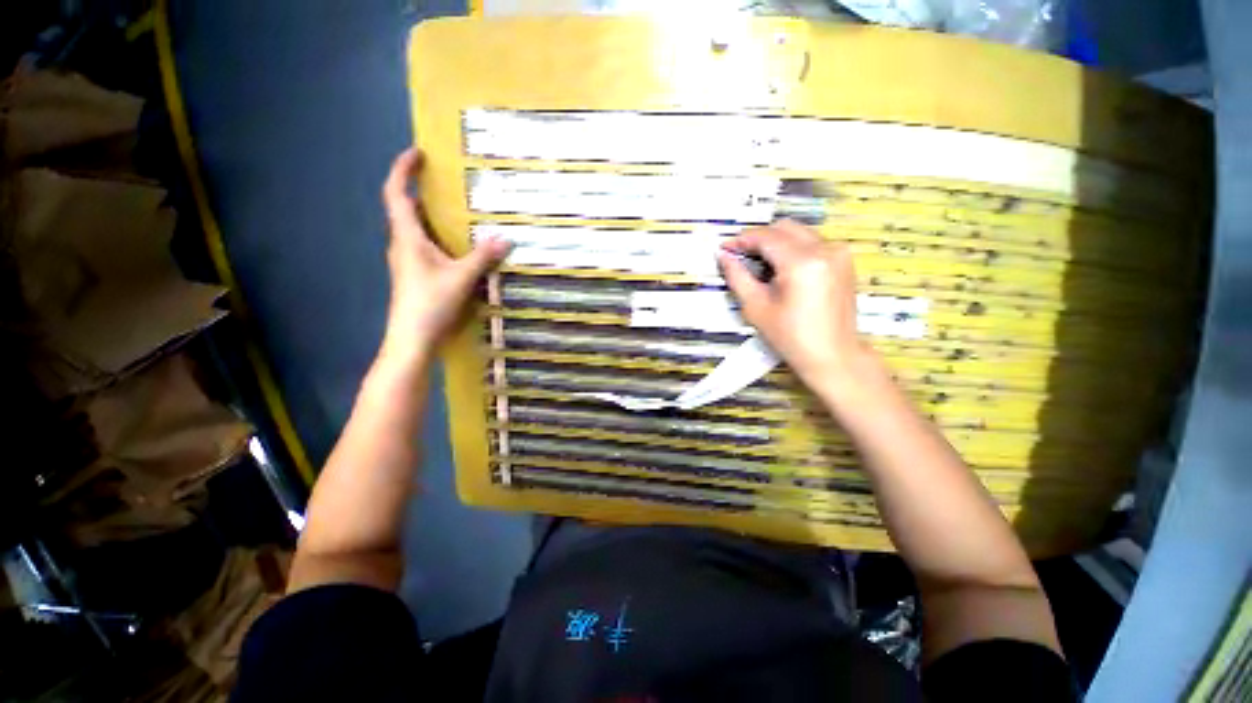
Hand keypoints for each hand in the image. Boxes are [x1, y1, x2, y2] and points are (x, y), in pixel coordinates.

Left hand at [381, 148, 509, 355]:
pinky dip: (436, 236)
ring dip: (429, 215)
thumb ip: (483, 257)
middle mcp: (402, 245)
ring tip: (453, 210)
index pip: (396, 194)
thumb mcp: (462, 278)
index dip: (402, 170)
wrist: (412, 339)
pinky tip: (455, 246)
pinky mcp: (415, 275)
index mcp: (407, 238)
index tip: (417, 153)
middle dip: (418, 190)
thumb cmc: (430, 303)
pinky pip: (424, 246)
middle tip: (442, 181)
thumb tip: (506, 238)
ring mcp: (407, 262)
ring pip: (414, 229)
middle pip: (404, 209)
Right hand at [718, 219, 871, 388]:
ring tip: (760, 266)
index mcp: (803, 262)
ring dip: (776, 243)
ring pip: (799, 233)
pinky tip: (782, 271)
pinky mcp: (844, 260)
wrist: (833, 355)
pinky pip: (812, 243)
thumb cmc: (791, 337)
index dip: (742, 240)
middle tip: (740, 257)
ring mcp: (839, 253)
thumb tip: (723, 256)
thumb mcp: (756, 307)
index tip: (725, 248)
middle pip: (784, 228)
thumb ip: (737, 276)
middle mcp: (825, 249)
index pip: (766, 237)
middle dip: (759, 239)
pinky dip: (792, 249)